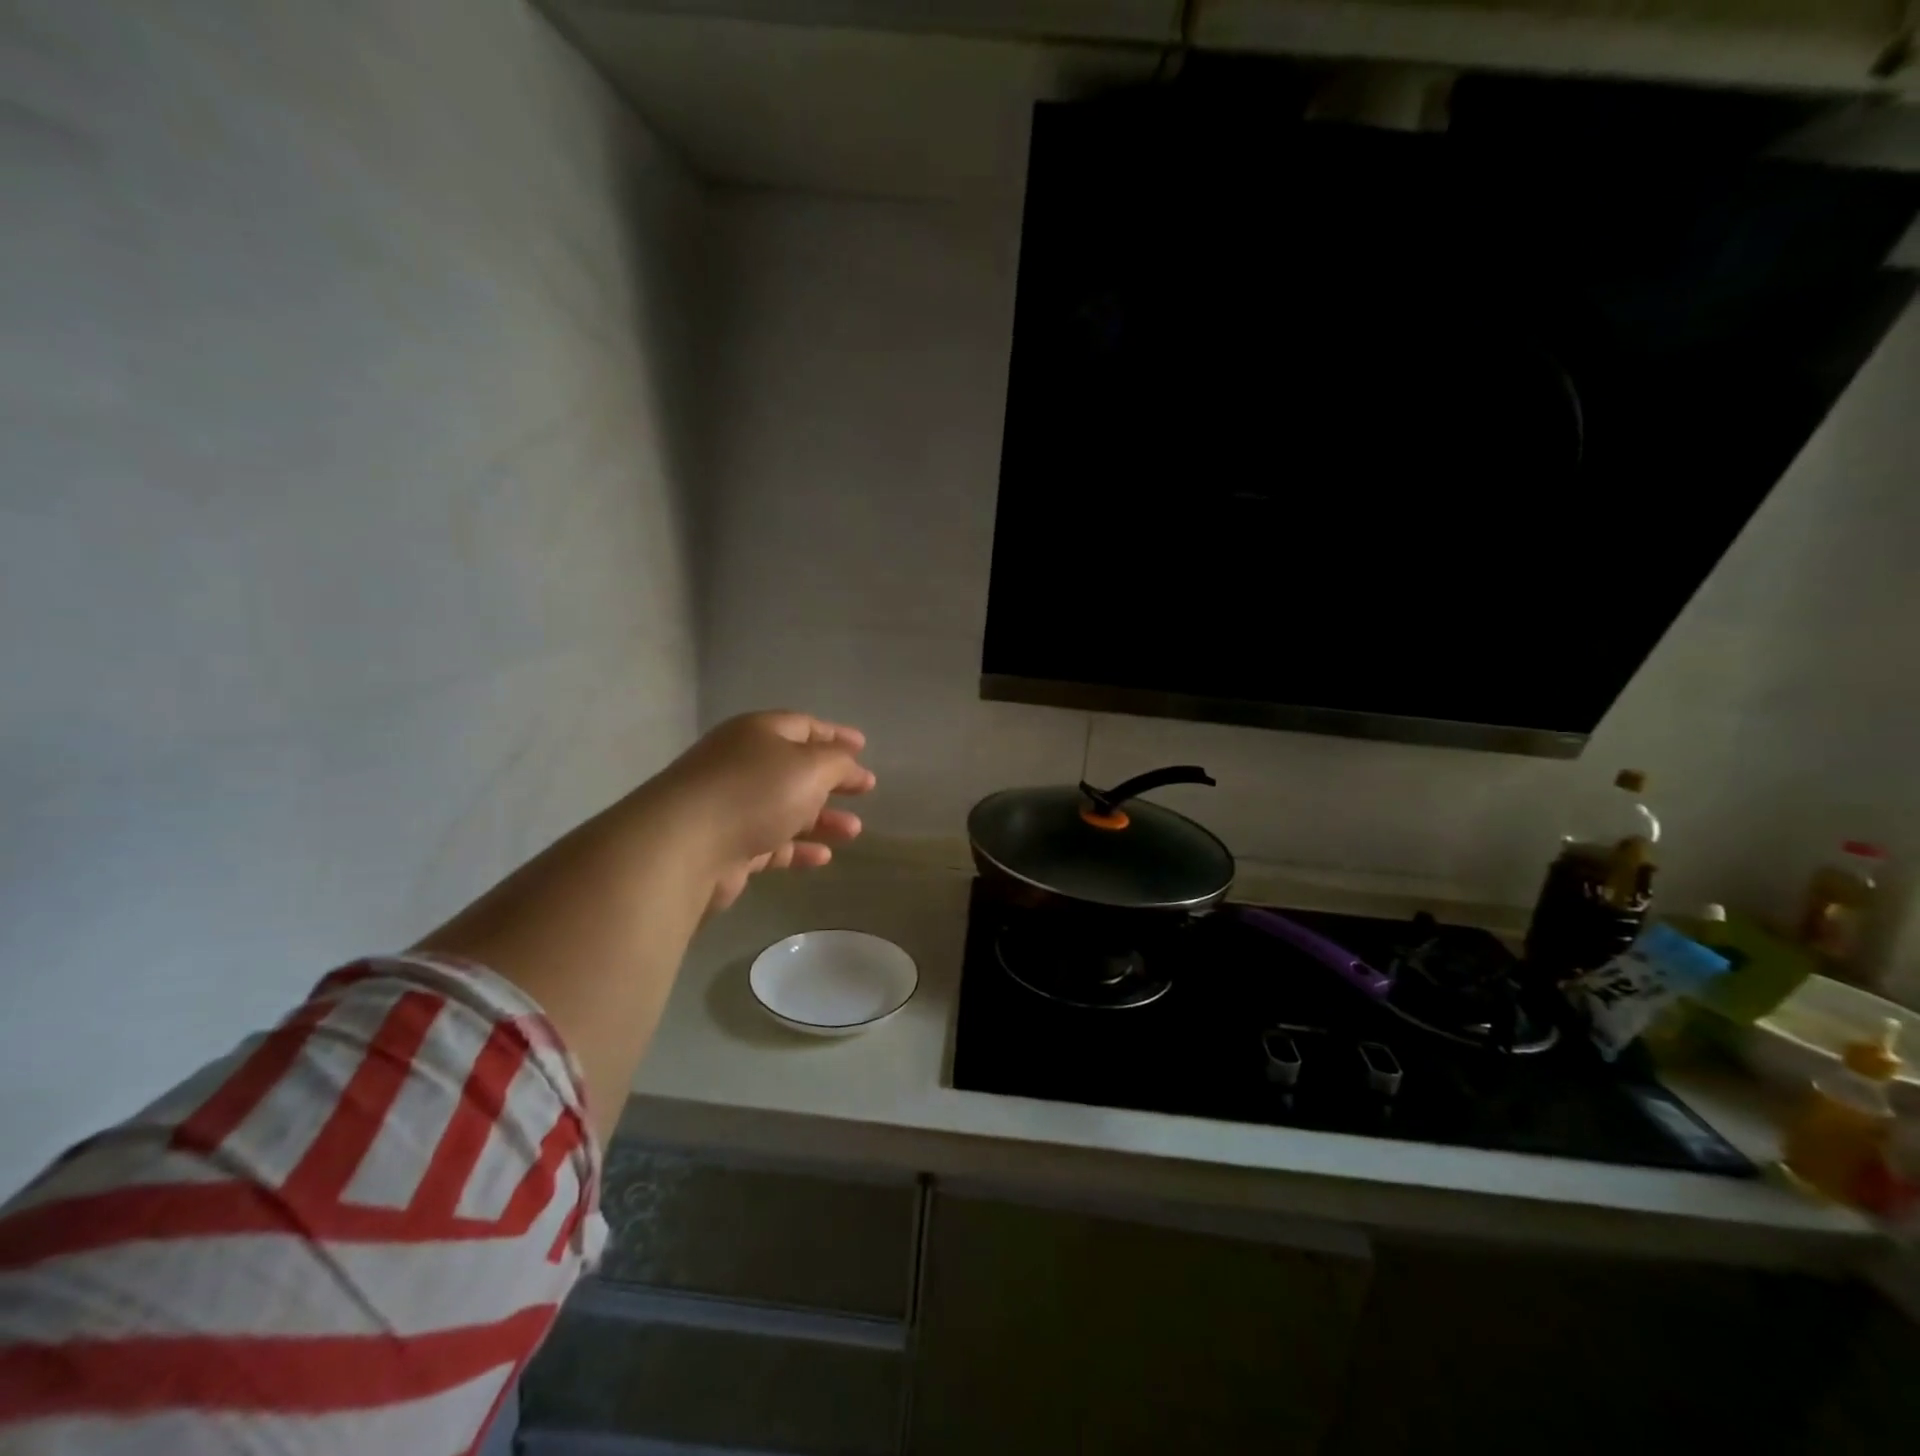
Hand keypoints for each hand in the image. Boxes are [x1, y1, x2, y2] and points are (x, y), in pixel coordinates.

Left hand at [648, 712, 876, 913]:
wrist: (684, 847)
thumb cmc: (754, 793)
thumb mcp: (810, 767)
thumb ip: (837, 762)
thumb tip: (847, 762)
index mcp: (758, 733)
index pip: (804, 726)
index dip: (836, 735)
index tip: (863, 747)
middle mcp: (742, 764)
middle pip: (795, 768)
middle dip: (833, 779)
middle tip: (865, 788)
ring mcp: (732, 806)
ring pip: (786, 808)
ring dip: (822, 818)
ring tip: (854, 830)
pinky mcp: (727, 845)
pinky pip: (772, 842)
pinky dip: (798, 847)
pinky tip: (823, 857)